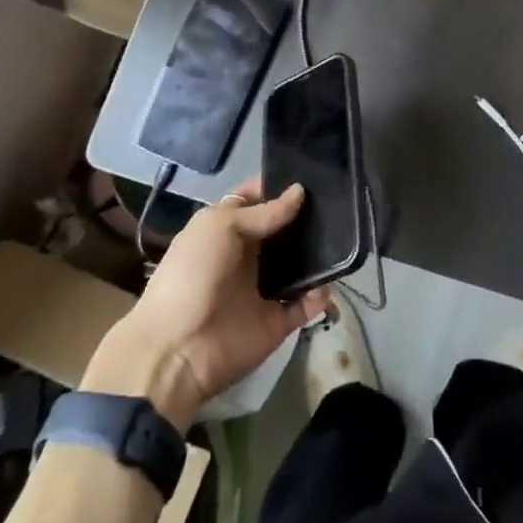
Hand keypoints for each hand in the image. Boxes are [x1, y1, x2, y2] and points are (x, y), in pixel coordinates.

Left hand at [83, 179, 331, 428]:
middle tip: (339, 201)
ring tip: (346, 237)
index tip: (313, 172)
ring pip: (300, 265)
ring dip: (320, 254)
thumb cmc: (193, 275)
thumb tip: (300, 192)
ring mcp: (264, 289)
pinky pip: (306, 305)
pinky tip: (329, 284)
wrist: (177, 349)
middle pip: (284, 230)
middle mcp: (248, 256)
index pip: (258, 200)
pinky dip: (320, 296)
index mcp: (228, 229)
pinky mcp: (277, 321)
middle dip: (308, 216)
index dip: (280, 186)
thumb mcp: (220, 227)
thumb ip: (263, 212)